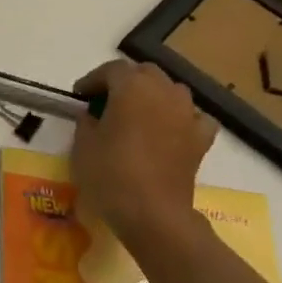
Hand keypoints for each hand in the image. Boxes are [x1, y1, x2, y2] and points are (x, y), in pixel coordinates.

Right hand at [71, 61, 217, 241]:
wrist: (152, 212)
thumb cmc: (110, 174)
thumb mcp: (83, 145)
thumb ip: (86, 121)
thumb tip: (92, 115)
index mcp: (131, 88)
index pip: (111, 70)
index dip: (93, 80)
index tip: (80, 96)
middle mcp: (163, 92)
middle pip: (145, 72)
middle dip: (125, 81)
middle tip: (107, 100)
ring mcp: (187, 114)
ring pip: (172, 90)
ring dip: (154, 94)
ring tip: (138, 113)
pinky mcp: (201, 138)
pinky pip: (195, 117)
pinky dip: (182, 117)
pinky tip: (171, 129)